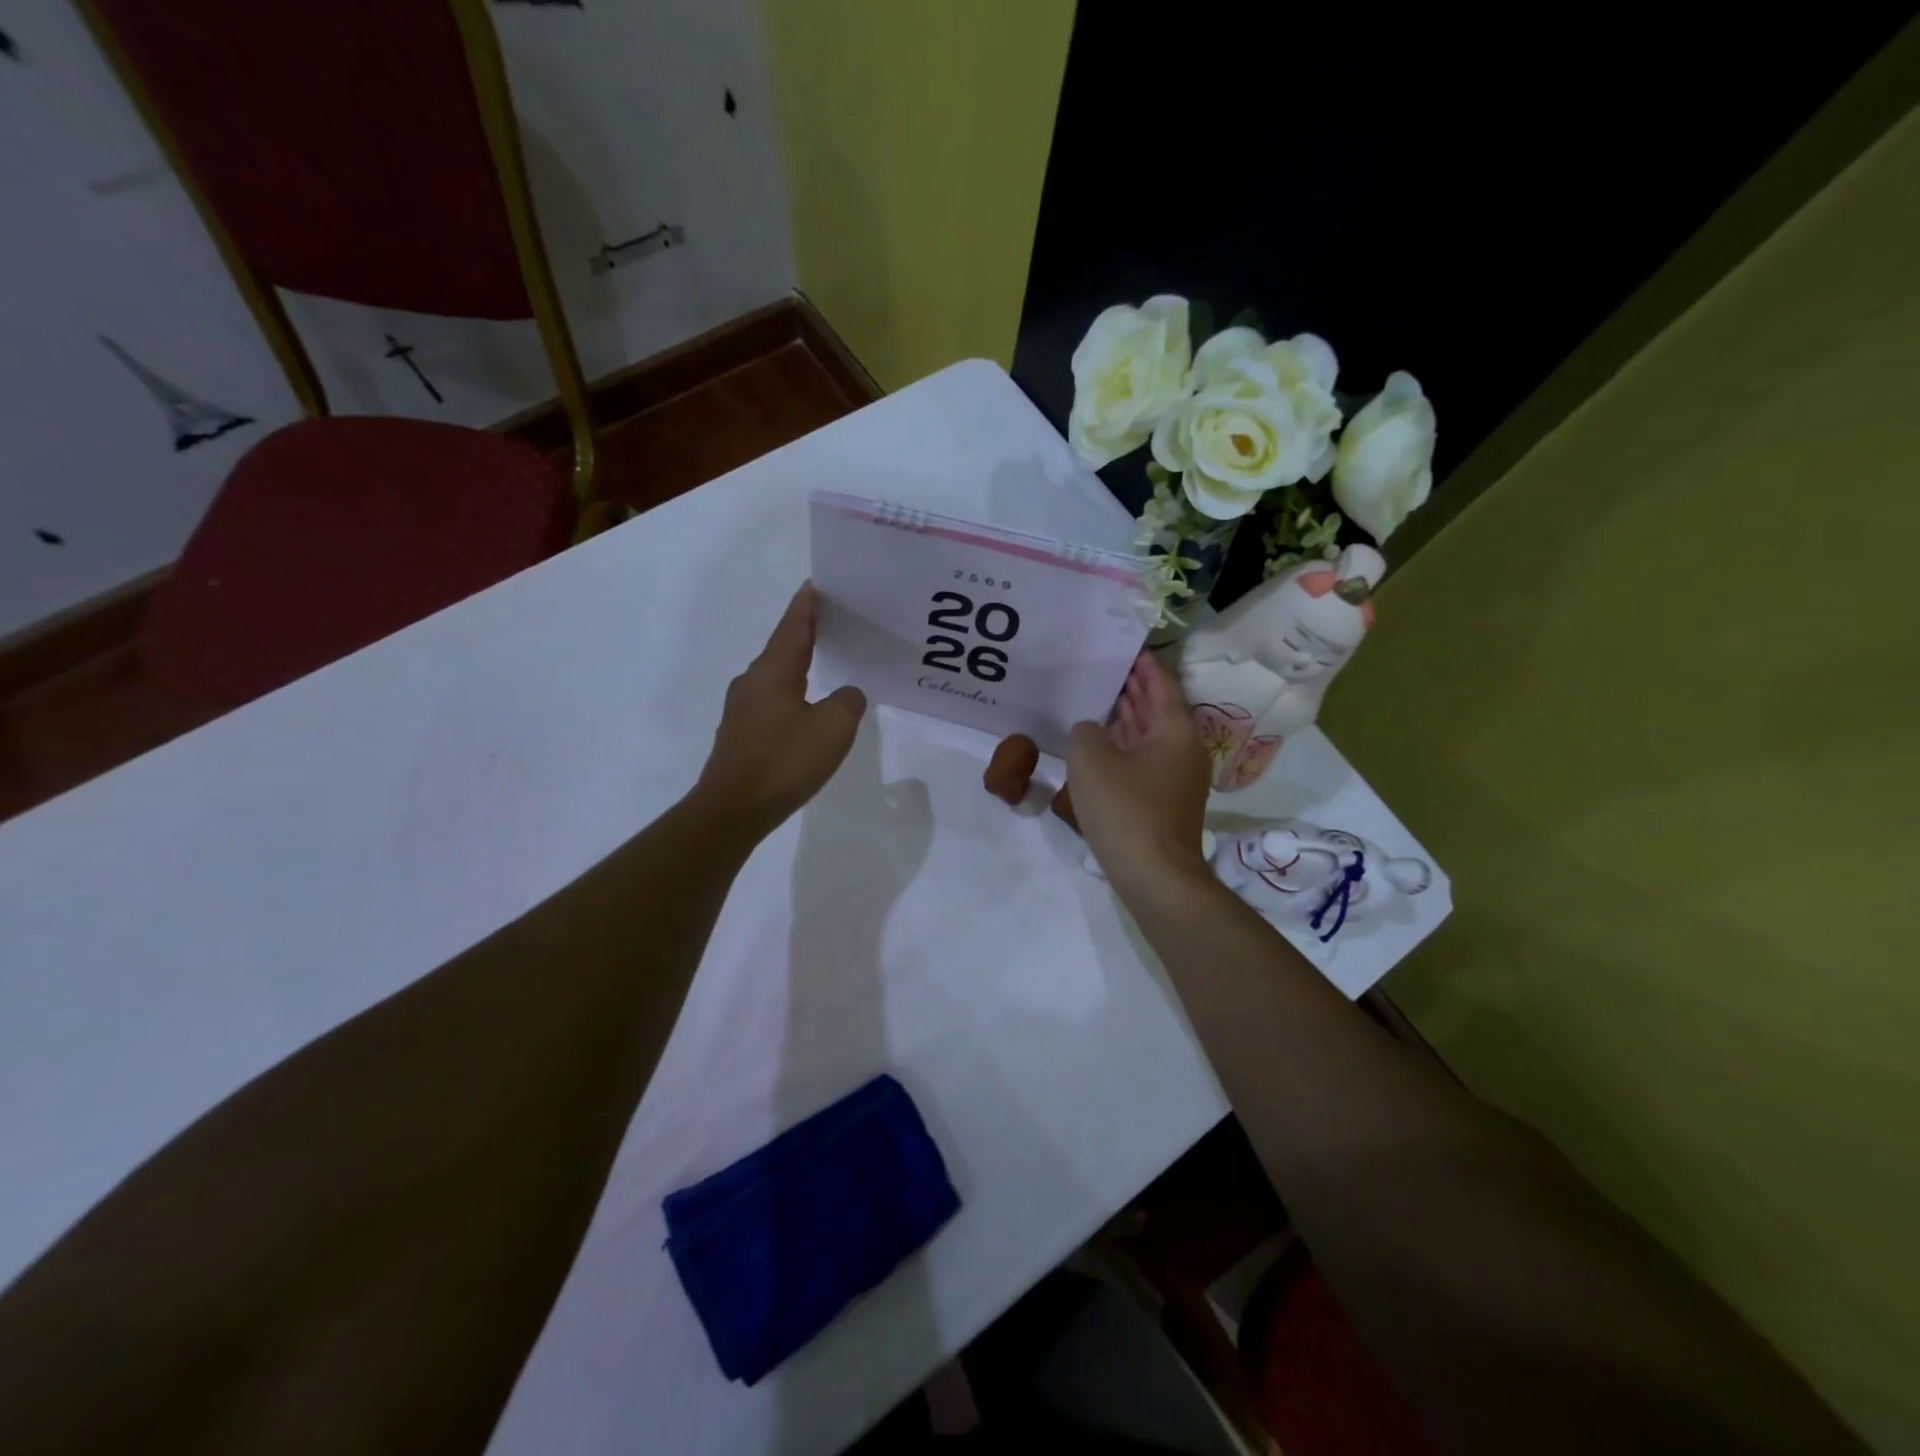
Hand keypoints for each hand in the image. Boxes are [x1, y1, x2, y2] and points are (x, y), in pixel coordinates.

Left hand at [695, 583, 866, 836]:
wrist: (733, 809)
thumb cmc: (784, 760)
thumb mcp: (833, 728)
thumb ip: (848, 702)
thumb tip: (846, 694)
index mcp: (773, 671)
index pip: (794, 626)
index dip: (807, 605)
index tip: (816, 584)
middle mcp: (752, 682)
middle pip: (783, 648)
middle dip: (806, 633)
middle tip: (833, 621)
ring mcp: (742, 709)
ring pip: (776, 677)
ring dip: (798, 666)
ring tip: (824, 663)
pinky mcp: (740, 734)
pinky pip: (771, 702)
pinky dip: (791, 695)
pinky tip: (806, 710)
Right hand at [1066, 651, 1211, 894]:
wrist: (1154, 876)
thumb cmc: (1125, 810)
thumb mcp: (1090, 760)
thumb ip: (1085, 732)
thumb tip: (1091, 732)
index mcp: (1175, 730)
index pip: (1161, 683)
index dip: (1143, 664)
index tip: (1125, 646)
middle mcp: (1182, 748)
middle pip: (1158, 708)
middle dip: (1134, 688)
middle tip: (1106, 668)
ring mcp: (1176, 777)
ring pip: (1151, 735)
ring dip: (1128, 717)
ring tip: (1100, 698)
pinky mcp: (1164, 800)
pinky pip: (1144, 759)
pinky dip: (1126, 744)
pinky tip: (1101, 744)